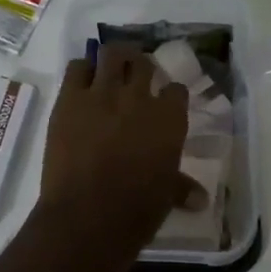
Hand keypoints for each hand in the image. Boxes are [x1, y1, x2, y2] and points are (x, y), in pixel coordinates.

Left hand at [35, 44, 191, 260]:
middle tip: (134, 78)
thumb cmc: (135, 211)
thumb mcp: (165, 197)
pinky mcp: (69, 99)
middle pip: (143, 64)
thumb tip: (201, 199)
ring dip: (113, 59)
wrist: (87, 216)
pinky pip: (77, 68)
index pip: (176, 90)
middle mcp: (139, 98)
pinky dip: (82, 70)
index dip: (170, 94)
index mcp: (169, 119)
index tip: (164, 100)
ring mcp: (102, 94)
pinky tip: (83, 82)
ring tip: (111, 68)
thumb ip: (181, 188)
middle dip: (141, 68)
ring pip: (111, 54)